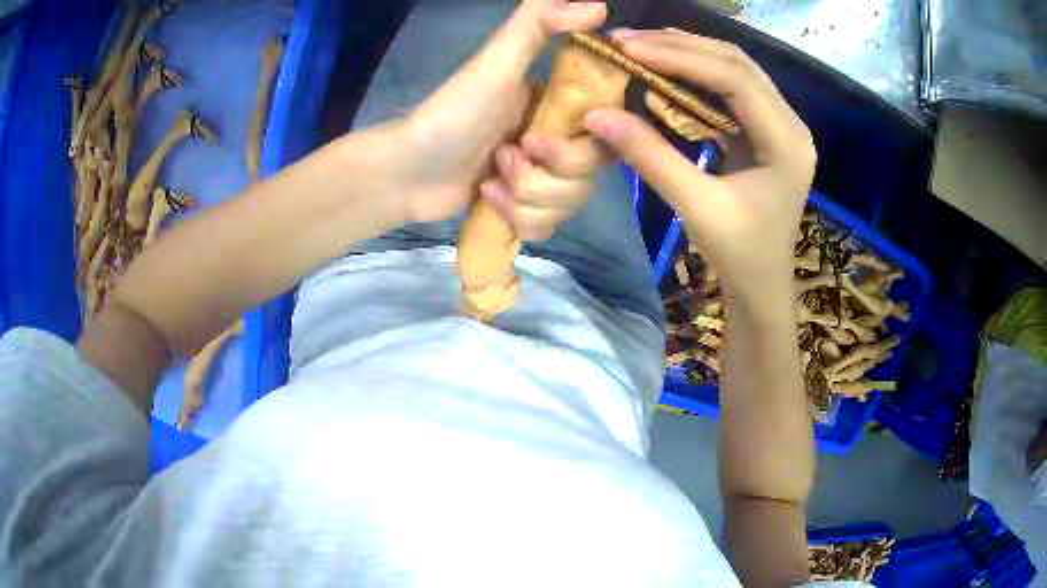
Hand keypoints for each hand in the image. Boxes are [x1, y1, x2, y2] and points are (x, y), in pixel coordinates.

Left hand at [388, 0, 608, 225]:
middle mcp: (558, 140)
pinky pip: (547, 227)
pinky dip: (515, 218)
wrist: (405, 172)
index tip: (541, 139)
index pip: (606, 133)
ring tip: (489, 179)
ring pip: (568, 205)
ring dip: (524, 197)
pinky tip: (488, 199)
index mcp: (558, 106)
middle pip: (588, 176)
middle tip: (504, 156)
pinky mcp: (526, 209)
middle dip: (543, 175)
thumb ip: (538, 24)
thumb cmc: (450, 113)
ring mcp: (543, 178)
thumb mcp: (493, 63)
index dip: (585, 145)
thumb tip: (598, 5)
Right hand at [583, 28, 816, 300]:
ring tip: (640, 46)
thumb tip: (597, 115)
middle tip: (626, 40)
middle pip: (737, 64)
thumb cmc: (739, 254)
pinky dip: (696, 73)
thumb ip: (651, 157)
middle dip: (680, 46)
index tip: (629, 48)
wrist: (762, 284)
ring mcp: (781, 124)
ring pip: (735, 69)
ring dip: (687, 53)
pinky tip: (666, 68)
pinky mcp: (766, 129)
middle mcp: (790, 124)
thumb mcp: (696, 207)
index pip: (736, 79)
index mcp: (786, 143)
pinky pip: (732, 87)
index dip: (681, 56)